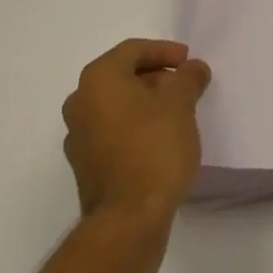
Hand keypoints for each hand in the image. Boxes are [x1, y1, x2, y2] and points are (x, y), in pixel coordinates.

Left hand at [62, 39, 211, 223]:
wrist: (127, 222)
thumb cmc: (153, 148)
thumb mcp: (181, 103)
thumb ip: (189, 77)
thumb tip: (193, 68)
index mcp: (98, 79)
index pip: (133, 51)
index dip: (164, 51)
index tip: (188, 61)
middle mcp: (80, 103)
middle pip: (122, 77)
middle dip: (156, 77)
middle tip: (184, 86)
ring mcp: (78, 138)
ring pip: (116, 106)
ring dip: (146, 103)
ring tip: (177, 113)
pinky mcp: (85, 167)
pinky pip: (112, 133)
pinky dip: (135, 128)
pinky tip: (160, 140)